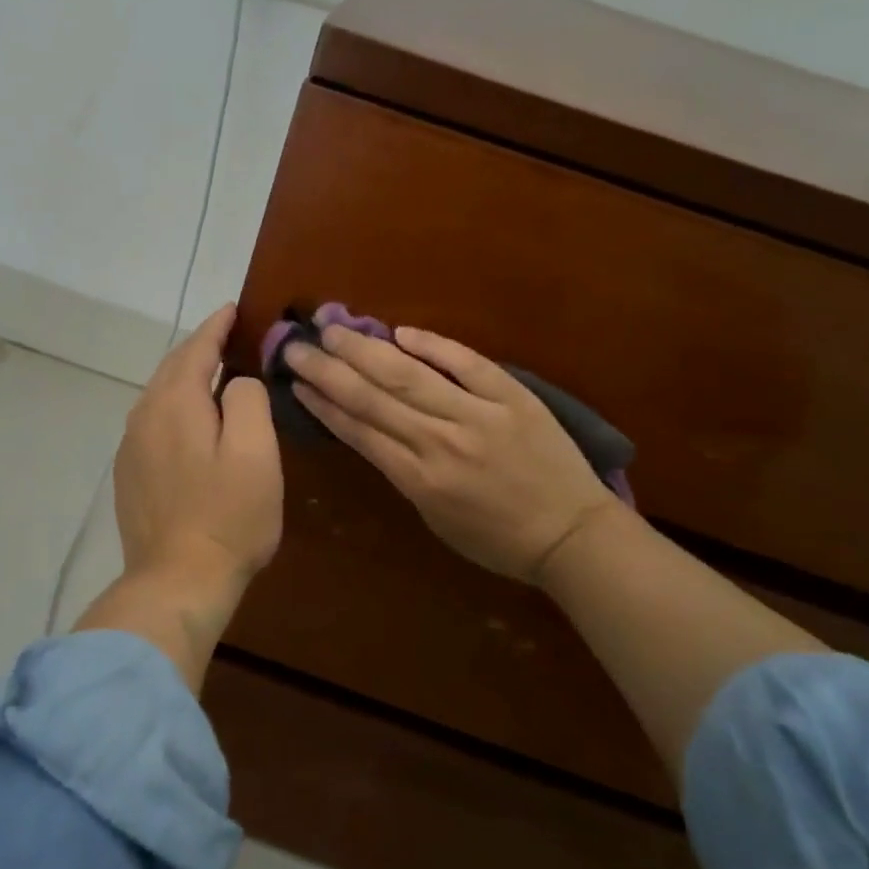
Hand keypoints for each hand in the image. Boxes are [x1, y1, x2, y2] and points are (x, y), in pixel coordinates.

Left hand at [114, 305, 282, 590]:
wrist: (177, 582)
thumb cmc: (228, 516)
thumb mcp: (256, 452)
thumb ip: (247, 400)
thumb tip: (236, 381)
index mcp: (175, 402)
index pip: (196, 348)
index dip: (216, 326)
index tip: (233, 309)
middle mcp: (143, 416)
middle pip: (172, 368)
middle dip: (199, 349)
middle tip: (228, 337)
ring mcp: (131, 447)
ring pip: (159, 396)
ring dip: (186, 378)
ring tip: (213, 374)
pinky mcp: (129, 474)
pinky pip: (153, 422)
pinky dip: (174, 408)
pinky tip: (190, 421)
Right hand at [286, 325, 612, 582]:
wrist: (572, 534)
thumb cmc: (498, 538)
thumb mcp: (436, 518)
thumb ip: (403, 473)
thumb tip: (372, 430)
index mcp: (419, 479)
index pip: (360, 432)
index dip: (324, 404)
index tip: (297, 383)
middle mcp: (441, 442)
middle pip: (373, 398)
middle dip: (329, 370)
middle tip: (297, 346)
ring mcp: (478, 415)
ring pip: (410, 376)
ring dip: (365, 350)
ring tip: (332, 329)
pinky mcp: (512, 396)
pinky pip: (466, 364)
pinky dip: (433, 346)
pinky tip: (400, 332)